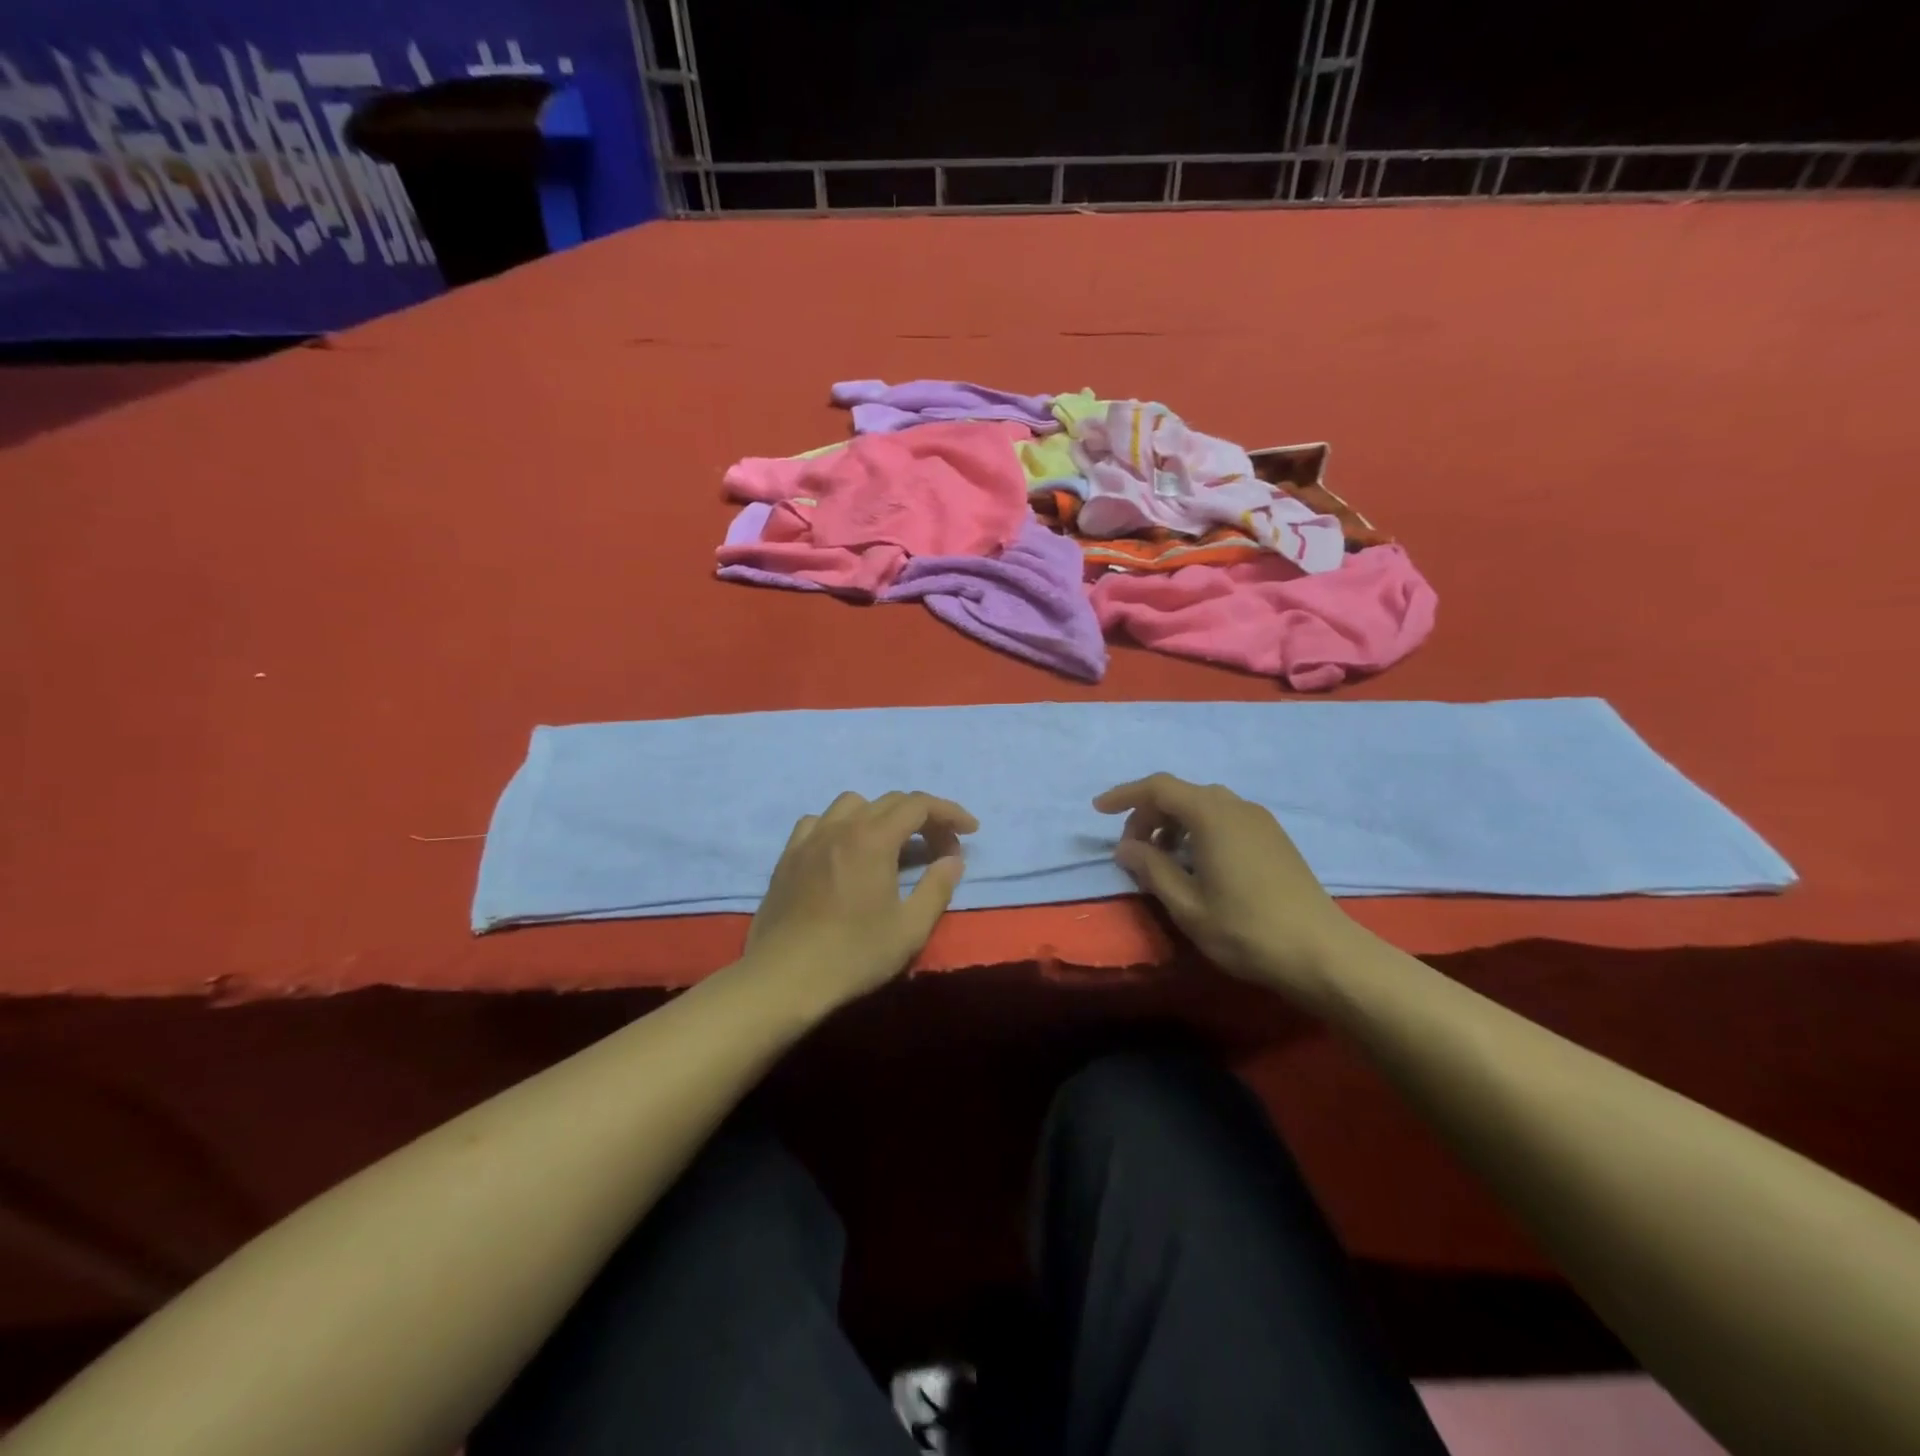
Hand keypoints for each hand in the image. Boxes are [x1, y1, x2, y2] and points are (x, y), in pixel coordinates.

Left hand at [743, 790, 977, 1012]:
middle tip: (941, 850)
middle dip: (924, 818)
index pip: (919, 805)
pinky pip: (819, 821)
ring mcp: (810, 838)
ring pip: (852, 804)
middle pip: (890, 801)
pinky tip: (845, 850)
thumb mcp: (910, 928)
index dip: (949, 812)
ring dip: (881, 815)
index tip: (970, 831)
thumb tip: (953, 859)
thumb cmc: (853, 954)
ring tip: (892, 845)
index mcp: (873, 839)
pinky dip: (842, 825)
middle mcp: (841, 827)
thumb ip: (937, 887)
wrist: (784, 977)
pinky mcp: (788, 855)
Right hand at [1094, 774, 1358, 999]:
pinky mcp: (1274, 837)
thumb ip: (1151, 869)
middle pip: (1181, 793)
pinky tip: (1197, 864)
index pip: (1158, 788)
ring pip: (1204, 805)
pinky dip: (1199, 829)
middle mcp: (1236, 806)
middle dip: (1148, 814)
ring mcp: (1259, 820)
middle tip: (1131, 849)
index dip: (1124, 795)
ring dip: (1174, 823)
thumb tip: (1126, 847)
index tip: (1098, 811)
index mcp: (1212, 815)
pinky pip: (1225, 818)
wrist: (1322, 953)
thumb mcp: (1186, 905)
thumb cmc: (1246, 929)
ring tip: (1161, 859)